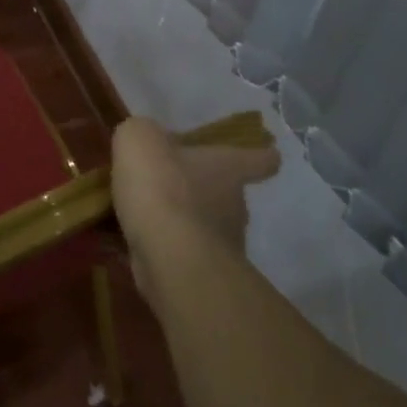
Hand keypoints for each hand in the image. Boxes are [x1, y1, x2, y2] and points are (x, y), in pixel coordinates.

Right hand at [110, 117, 280, 311]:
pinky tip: (141, 243)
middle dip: (205, 191)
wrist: (168, 256)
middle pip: (230, 194)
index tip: (268, 154)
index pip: (260, 159)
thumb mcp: (139, 138)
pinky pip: (187, 254)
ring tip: (148, 217)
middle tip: (172, 186)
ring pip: (209, 226)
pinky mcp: (204, 274)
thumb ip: (143, 133)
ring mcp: (224, 244)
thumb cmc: (162, 186)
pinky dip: (169, 249)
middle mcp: (236, 204)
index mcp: (228, 167)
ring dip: (185, 222)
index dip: (263, 155)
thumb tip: (147, 140)